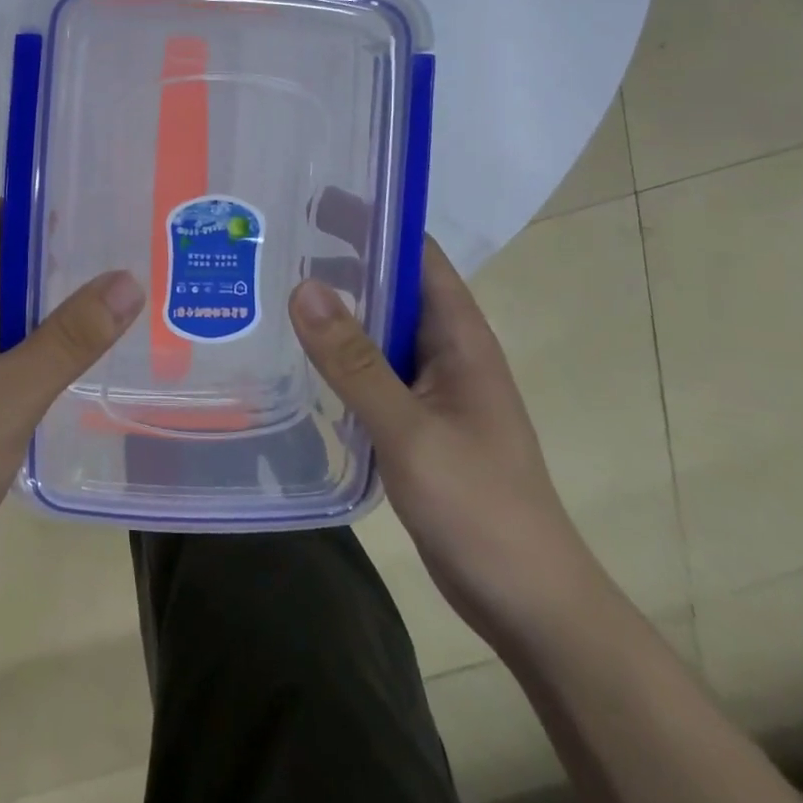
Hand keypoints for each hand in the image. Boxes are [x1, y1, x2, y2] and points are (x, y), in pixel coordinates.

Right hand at [289, 241, 605, 649]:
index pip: (418, 255)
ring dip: (336, 307)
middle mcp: (447, 351)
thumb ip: (355, 361)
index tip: (312, 198)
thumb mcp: (410, 430)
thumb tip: (304, 286)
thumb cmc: (481, 507)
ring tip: (272, 287)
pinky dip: (337, 353)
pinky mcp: (416, 420)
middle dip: (341, 257)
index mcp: (461, 337)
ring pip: (378, 329)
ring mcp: (432, 387)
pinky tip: (297, 356)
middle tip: (274, 241)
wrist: (530, 604)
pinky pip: (372, 369)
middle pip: (392, 286)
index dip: (372, 219)